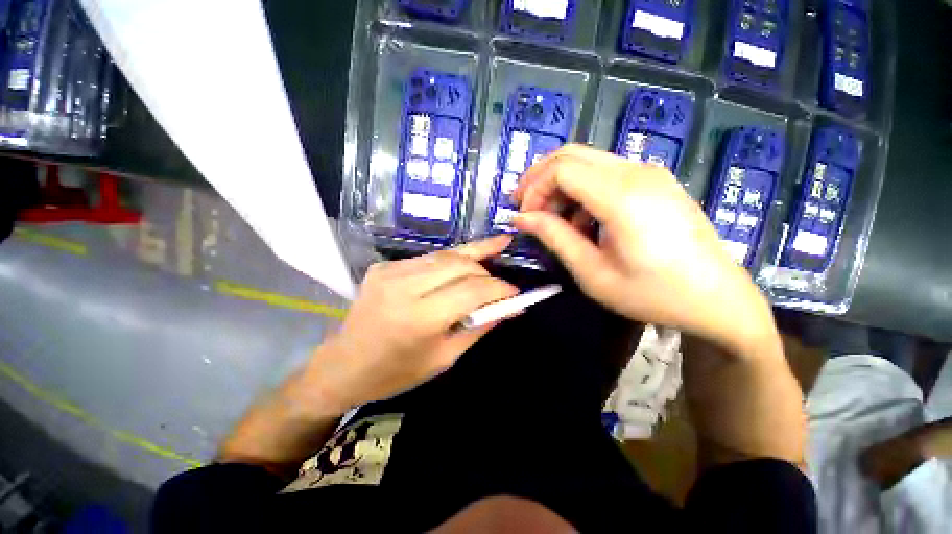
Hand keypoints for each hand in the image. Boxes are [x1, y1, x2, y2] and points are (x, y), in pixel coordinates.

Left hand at [310, 236, 518, 410]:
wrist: (342, 365)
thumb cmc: (396, 373)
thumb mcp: (444, 358)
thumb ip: (479, 327)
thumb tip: (509, 307)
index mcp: (420, 318)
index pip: (472, 290)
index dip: (499, 288)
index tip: (515, 292)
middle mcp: (405, 286)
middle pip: (460, 264)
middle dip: (487, 271)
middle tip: (500, 284)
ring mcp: (391, 271)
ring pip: (445, 255)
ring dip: (472, 259)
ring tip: (492, 257)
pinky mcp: (384, 266)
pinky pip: (428, 258)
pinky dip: (449, 262)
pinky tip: (460, 267)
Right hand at [512, 144, 776, 356]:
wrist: (717, 298)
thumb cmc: (652, 293)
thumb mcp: (593, 272)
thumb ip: (555, 238)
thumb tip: (522, 218)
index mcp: (621, 196)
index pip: (561, 169)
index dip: (534, 189)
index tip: (523, 216)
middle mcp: (636, 172)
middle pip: (571, 155)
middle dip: (540, 178)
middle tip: (526, 207)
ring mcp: (650, 173)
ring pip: (587, 161)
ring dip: (561, 186)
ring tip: (555, 221)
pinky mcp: (656, 181)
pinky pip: (606, 173)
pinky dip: (582, 190)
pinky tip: (584, 220)